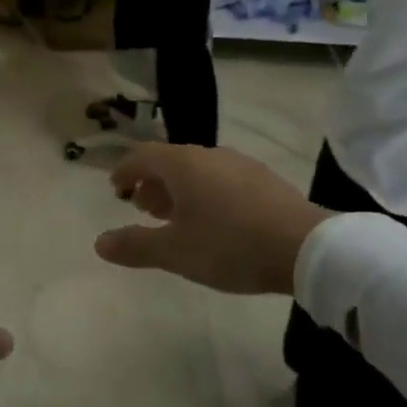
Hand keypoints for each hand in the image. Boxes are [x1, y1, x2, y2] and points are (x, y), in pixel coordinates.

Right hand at [93, 144, 330, 296]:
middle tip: (143, 209)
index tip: (115, 189)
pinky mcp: (264, 180)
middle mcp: (210, 155)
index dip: (125, 171)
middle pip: (170, 161)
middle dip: (151, 183)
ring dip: (179, 190)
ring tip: (175, 219)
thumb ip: (135, 246)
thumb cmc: (230, 245)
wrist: (306, 248)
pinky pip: (221, 179)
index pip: (142, 156)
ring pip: (198, 170)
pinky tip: (214, 222)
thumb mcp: (175, 252)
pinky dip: (205, 193)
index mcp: (183, 164)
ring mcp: (241, 165)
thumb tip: (99, 242)